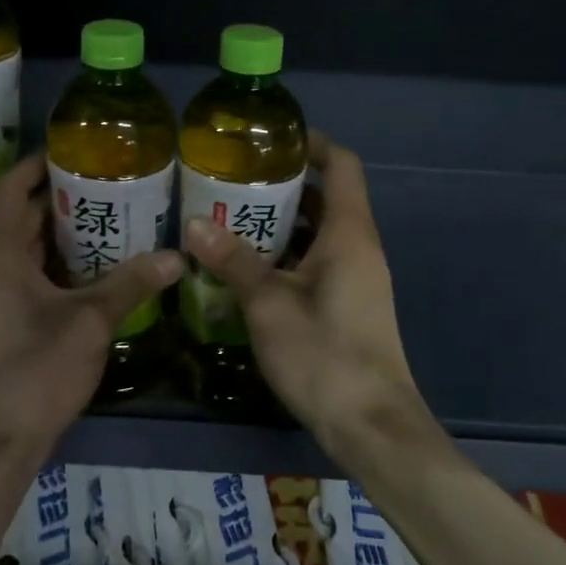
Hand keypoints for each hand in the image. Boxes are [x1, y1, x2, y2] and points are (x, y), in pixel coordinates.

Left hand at [0, 155, 183, 464]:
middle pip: (21, 216)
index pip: (14, 187)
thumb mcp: (91, 321)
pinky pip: (21, 276)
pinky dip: (52, 265)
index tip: (77, 149)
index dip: (41, 162)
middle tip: (109, 185)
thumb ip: (132, 283)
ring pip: (23, 249)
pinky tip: (90, 273)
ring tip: (108, 222)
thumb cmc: (36, 370)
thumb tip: (178, 256)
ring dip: (59, 235)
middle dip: (62, 200)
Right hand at [184, 132, 431, 454]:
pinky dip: (285, 255)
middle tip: (231, 180)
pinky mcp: (347, 305)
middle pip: (325, 197)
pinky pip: (316, 262)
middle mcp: (358, 247)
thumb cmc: (324, 354)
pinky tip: (246, 267)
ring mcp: (355, 278)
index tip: (271, 139)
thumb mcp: (269, 304)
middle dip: (281, 185)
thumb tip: (194, 223)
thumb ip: (233, 260)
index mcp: (349, 233)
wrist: (371, 426)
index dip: (312, 144)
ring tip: (229, 218)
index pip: (341, 165)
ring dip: (279, 223)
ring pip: (317, 233)